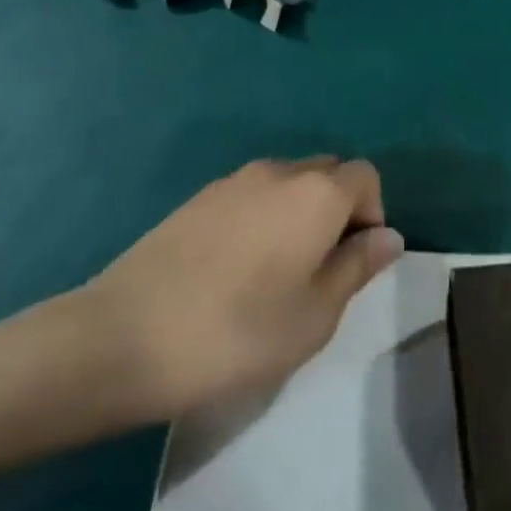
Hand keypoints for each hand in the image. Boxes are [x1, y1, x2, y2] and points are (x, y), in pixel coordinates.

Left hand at [73, 156, 403, 426]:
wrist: (121, 338)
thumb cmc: (235, 334)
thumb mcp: (314, 317)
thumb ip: (357, 268)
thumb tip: (388, 236)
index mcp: (316, 194)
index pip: (366, 177)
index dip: (371, 215)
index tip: (352, 264)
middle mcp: (279, 172)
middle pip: (327, 172)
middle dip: (336, 210)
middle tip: (317, 270)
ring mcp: (233, 181)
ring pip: (287, 182)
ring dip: (297, 213)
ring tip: (274, 273)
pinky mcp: (197, 198)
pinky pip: (250, 194)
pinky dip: (260, 217)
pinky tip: (233, 269)